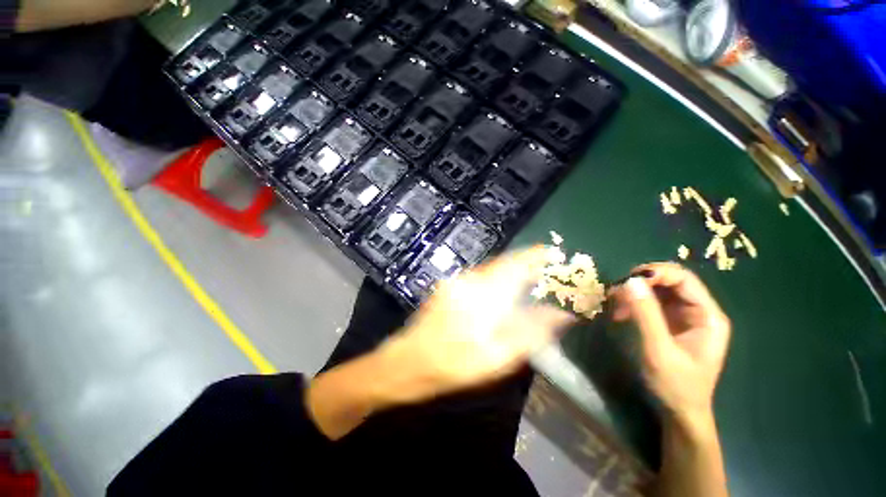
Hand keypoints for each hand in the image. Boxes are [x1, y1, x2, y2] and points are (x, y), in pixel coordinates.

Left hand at [376, 247, 575, 404]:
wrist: (408, 362)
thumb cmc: (454, 364)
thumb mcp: (498, 356)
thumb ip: (530, 331)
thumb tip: (559, 313)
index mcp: (485, 293)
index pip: (516, 264)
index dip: (537, 256)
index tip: (555, 254)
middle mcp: (471, 279)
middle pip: (505, 262)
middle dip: (528, 263)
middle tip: (547, 272)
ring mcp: (458, 281)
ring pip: (493, 268)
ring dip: (513, 271)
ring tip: (531, 281)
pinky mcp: (451, 286)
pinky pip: (481, 276)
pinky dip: (498, 278)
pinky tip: (504, 292)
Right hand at [612, 263, 730, 425]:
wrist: (679, 411)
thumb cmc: (675, 385)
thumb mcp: (659, 351)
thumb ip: (646, 315)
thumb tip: (630, 281)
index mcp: (707, 316)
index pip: (683, 278)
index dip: (655, 273)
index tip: (626, 280)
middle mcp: (698, 311)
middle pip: (670, 280)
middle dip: (641, 283)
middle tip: (616, 292)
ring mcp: (683, 316)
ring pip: (657, 290)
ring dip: (634, 293)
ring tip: (615, 306)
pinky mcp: (669, 322)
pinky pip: (650, 302)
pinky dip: (633, 303)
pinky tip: (620, 313)